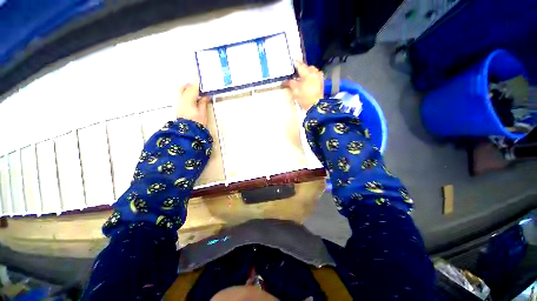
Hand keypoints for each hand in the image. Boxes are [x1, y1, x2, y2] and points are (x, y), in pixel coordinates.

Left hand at [177, 84, 209, 125]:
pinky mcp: (178, 107)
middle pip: (183, 87)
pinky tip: (192, 99)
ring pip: (181, 91)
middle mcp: (181, 99)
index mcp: (188, 99)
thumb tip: (206, 97)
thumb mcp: (203, 112)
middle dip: (190, 85)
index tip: (203, 84)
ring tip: (196, 94)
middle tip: (198, 88)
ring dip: (188, 90)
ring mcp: (178, 103)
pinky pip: (181, 96)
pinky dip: (186, 95)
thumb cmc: (196, 123)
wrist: (188, 132)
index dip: (199, 85)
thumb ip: (203, 102)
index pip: (193, 88)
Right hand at [284, 62, 323, 110]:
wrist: (316, 106)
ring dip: (307, 74)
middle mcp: (315, 72)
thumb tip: (285, 81)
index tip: (292, 63)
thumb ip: (289, 83)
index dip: (295, 64)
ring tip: (302, 79)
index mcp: (308, 72)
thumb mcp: (294, 90)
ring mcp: (320, 78)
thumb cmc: (304, 96)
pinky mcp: (322, 84)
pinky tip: (308, 84)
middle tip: (297, 73)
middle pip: (308, 68)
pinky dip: (311, 79)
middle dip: (303, 69)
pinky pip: (315, 78)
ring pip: (313, 73)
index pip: (300, 64)